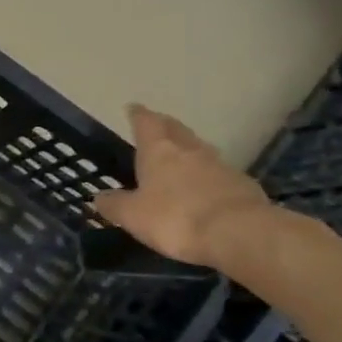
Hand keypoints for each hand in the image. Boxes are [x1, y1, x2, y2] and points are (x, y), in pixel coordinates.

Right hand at [93, 105, 274, 268]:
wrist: (238, 233)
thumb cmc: (175, 218)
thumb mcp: (132, 216)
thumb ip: (114, 204)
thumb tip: (100, 197)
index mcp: (159, 151)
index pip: (146, 122)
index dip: (138, 115)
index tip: (133, 108)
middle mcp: (190, 150)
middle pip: (176, 129)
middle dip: (164, 125)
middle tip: (156, 125)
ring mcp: (220, 165)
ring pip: (199, 149)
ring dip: (188, 148)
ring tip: (179, 156)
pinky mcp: (242, 184)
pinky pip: (219, 172)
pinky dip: (207, 174)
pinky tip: (204, 187)